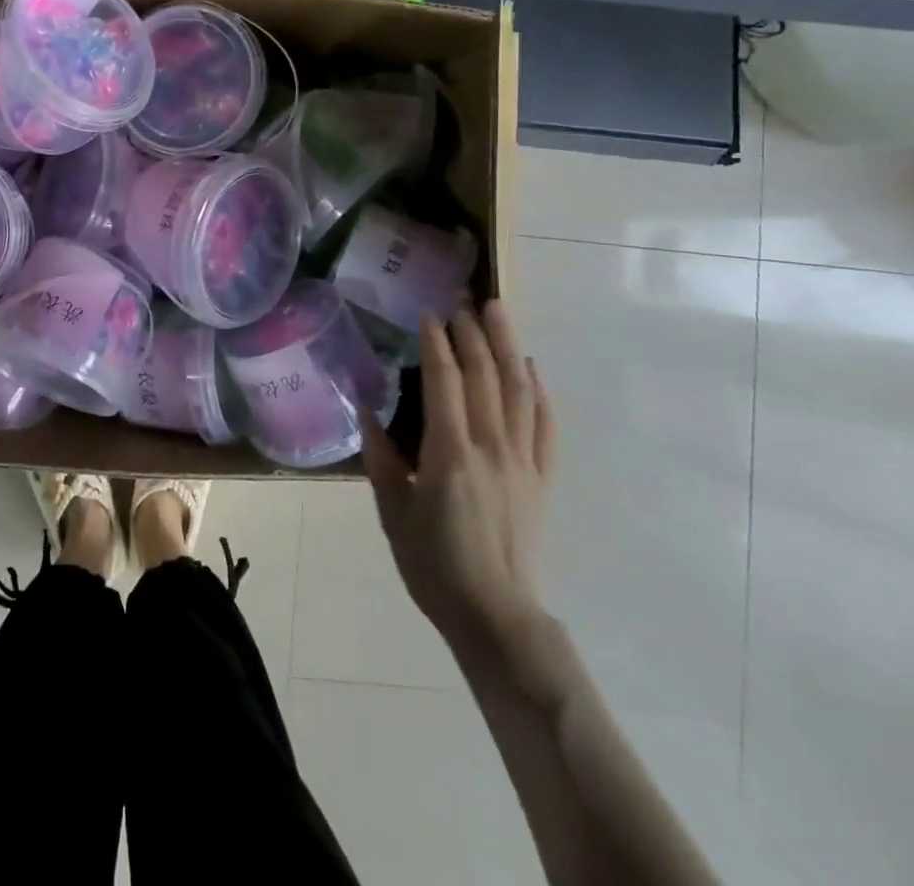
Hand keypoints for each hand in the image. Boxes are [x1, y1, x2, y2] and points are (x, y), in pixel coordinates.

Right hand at [362, 302, 557, 658]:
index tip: (429, 313)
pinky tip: (532, 369)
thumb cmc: (433, 564)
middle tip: (462, 299)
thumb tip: (367, 411)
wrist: (495, 615)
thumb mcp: (392, 511)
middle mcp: (491, 446)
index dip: (437, 342)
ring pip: (519, 390)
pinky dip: (540, 391)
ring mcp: (522, 460)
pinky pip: (546, 425)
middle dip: (473, 331)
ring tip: (499, 311)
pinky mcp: (541, 477)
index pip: (445, 381)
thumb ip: (381, 458)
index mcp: (450, 453)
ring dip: (508, 346)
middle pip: (485, 375)